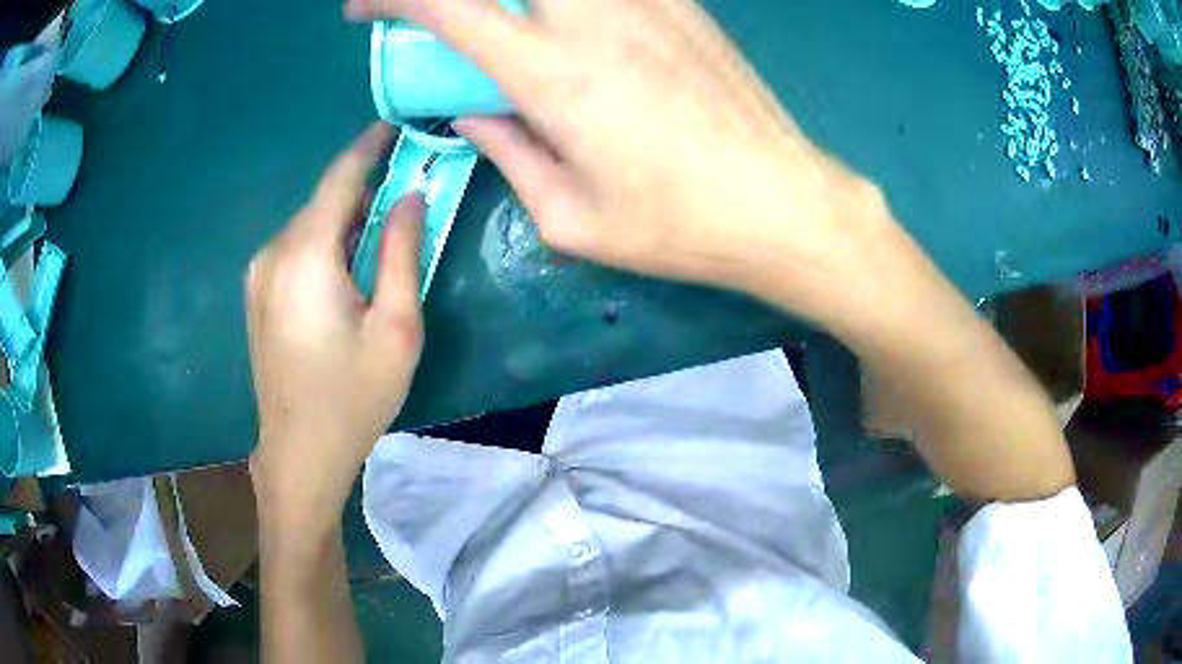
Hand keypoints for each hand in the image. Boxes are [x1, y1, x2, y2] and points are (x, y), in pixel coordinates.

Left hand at [246, 122, 424, 529]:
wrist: (299, 451)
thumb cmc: (353, 397)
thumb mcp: (395, 328)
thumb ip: (400, 253)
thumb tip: (410, 197)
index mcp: (306, 257)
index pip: (340, 178)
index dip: (370, 147)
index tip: (397, 126)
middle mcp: (274, 253)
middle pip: (324, 201)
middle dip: (365, 190)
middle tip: (408, 193)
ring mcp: (259, 273)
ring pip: (310, 224)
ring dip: (346, 221)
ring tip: (382, 240)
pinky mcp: (258, 292)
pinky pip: (296, 248)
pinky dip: (326, 243)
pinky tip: (347, 273)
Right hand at [346, 0, 900, 327]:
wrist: (781, 202)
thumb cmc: (677, 225)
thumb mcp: (570, 217)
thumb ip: (507, 154)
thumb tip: (474, 113)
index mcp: (554, 73)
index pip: (449, 4)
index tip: (363, 9)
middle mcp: (594, 16)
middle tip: (437, 15)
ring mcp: (645, 0)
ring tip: (502, 27)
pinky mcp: (679, 1)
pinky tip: (565, 23)